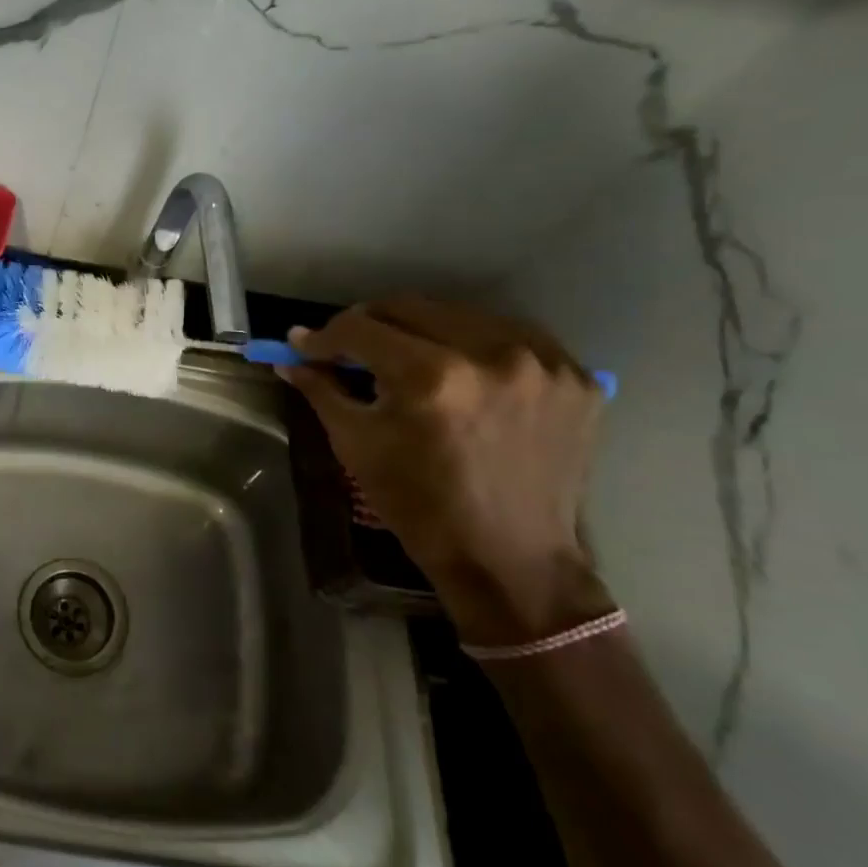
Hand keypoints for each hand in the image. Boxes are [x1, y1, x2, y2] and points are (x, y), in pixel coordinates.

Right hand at [277, 298, 614, 645]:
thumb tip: (290, 355)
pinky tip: (463, 372)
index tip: (306, 345)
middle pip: (409, 307)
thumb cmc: (419, 505)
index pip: (360, 328)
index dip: (324, 336)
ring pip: (461, 315)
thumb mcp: (356, 445)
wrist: (509, 558)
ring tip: (407, 359)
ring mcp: (542, 364)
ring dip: (424, 331)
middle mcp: (490, 355)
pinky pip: (511, 338)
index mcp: (430, 377)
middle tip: (351, 348)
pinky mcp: (577, 378)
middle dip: (369, 325)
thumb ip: (322, 390)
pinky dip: (477, 347)